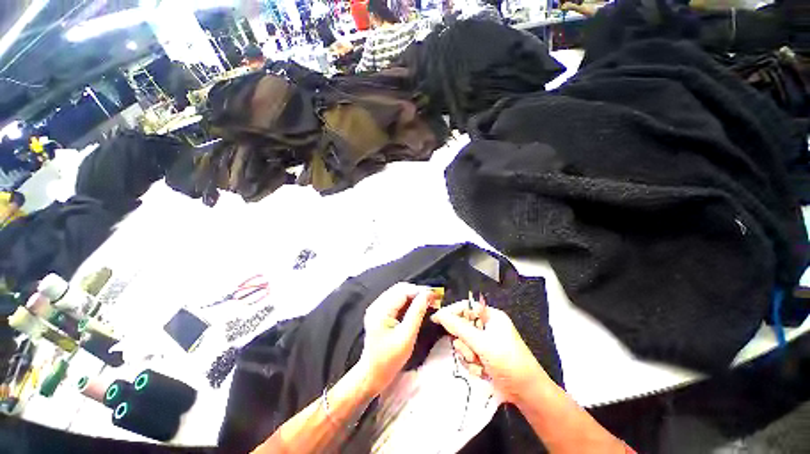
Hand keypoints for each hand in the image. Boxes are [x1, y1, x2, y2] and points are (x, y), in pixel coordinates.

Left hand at [359, 283, 440, 394]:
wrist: (372, 374)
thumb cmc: (389, 359)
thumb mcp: (407, 337)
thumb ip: (417, 313)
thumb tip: (428, 295)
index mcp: (380, 310)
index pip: (403, 291)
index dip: (420, 291)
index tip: (435, 294)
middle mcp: (377, 304)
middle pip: (400, 289)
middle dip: (418, 291)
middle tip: (433, 298)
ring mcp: (377, 308)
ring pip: (399, 293)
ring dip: (414, 295)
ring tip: (428, 301)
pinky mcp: (380, 312)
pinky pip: (396, 300)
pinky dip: (409, 301)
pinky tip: (418, 306)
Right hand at [431, 300, 548, 403]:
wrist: (527, 394)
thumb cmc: (508, 362)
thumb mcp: (482, 343)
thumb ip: (459, 328)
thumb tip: (439, 314)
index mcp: (491, 316)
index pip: (466, 307)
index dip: (451, 312)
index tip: (437, 319)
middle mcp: (487, 327)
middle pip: (462, 327)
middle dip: (465, 342)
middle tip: (472, 352)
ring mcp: (485, 343)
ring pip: (463, 344)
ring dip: (469, 356)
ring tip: (481, 364)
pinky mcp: (484, 357)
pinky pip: (468, 356)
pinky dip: (473, 365)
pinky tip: (483, 372)